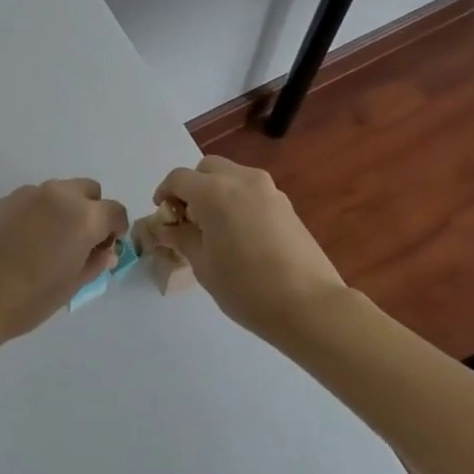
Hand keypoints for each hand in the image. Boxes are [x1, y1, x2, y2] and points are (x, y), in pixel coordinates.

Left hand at [0, 179, 128, 343]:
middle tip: (80, 242)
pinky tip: (25, 241)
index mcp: (82, 216)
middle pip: (89, 191)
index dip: (115, 229)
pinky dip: (40, 212)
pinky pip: (35, 199)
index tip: (105, 247)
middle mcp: (59, 195)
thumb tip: (105, 250)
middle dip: (92, 211)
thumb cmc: (29, 299)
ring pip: (61, 192)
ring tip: (49, 242)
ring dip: (65, 209)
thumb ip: (94, 262)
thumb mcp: (72, 285)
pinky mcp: (5, 199)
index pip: (114, 211)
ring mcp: (29, 193)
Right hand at [146, 157, 351, 339]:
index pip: (179, 178)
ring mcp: (268, 190)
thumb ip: (183, 237)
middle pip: (207, 168)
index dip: (165, 193)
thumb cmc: (246, 288)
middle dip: (192, 187)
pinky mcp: (285, 204)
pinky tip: (239, 234)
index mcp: (215, 192)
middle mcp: (242, 180)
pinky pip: (251, 191)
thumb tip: (170, 227)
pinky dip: (237, 200)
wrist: (309, 305)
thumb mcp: (203, 265)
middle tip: (188, 218)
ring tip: (214, 227)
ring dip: (216, 191)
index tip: (163, 215)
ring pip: (232, 176)